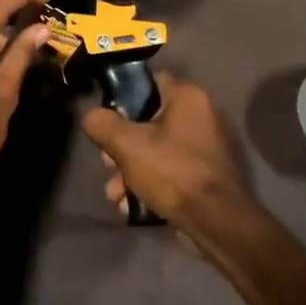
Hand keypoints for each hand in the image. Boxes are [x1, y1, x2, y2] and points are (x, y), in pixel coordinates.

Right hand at [82, 74, 253, 234]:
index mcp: (187, 97)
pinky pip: (165, 171)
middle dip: (119, 147)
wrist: (214, 222)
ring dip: (127, 171)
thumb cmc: (172, 171)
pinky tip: (129, 205)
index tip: (105, 118)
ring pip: (151, 150)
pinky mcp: (200, 175)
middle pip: (144, 121)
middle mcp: (198, 116)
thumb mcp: (126, 144)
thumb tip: (92, 117)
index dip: (122, 97)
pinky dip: (146, 185)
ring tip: (115, 193)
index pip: (148, 82)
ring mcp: (201, 148)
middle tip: (107, 164)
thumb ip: (102, 123)